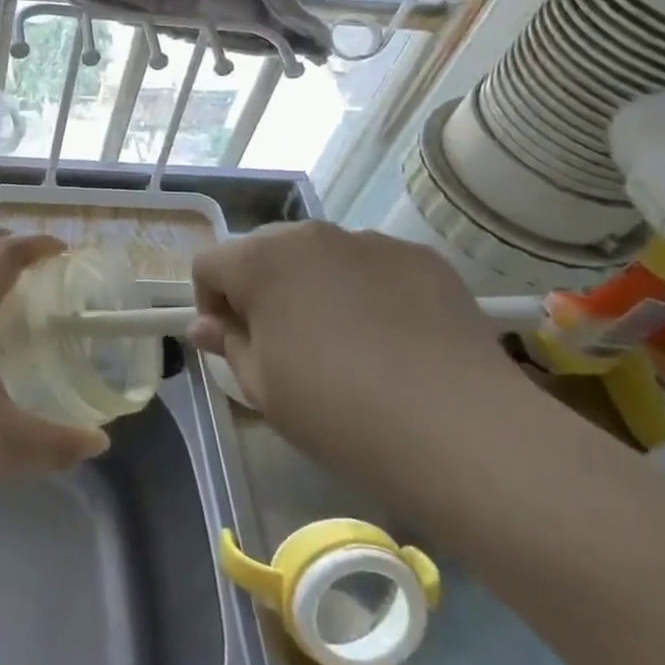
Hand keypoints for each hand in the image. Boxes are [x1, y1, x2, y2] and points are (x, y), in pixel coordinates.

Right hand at [189, 222, 531, 492]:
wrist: (458, 430)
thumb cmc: (335, 410)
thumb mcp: (262, 387)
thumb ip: (228, 345)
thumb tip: (206, 326)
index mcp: (261, 261)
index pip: (210, 265)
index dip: (210, 303)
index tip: (231, 344)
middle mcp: (312, 235)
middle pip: (264, 251)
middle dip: (261, 289)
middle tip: (282, 344)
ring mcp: (372, 242)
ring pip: (322, 256)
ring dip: (314, 286)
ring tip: (344, 343)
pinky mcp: (424, 259)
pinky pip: (374, 267)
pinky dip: (367, 291)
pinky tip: (392, 340)